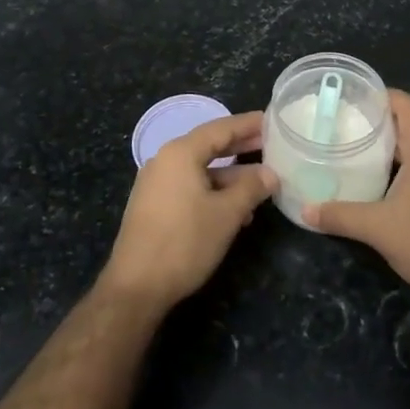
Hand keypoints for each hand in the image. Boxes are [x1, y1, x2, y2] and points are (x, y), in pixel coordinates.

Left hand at [102, 111, 277, 310]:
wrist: (137, 287)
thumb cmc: (184, 242)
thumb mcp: (227, 214)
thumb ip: (251, 188)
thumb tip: (271, 173)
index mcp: (180, 153)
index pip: (221, 128)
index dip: (249, 124)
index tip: (272, 121)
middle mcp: (165, 161)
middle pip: (209, 146)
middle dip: (241, 147)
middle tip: (272, 146)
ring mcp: (156, 184)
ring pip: (201, 170)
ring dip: (231, 176)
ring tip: (262, 185)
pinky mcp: (154, 205)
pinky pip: (190, 187)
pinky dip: (214, 191)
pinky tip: (236, 210)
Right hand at [305, 90, 409, 310]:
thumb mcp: (378, 229)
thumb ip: (340, 216)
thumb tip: (305, 210)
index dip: (386, 95)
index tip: (358, 98)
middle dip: (382, 125)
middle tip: (348, 129)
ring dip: (395, 150)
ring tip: (362, 157)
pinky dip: (408, 171)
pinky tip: (387, 190)